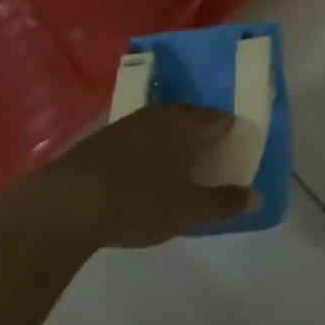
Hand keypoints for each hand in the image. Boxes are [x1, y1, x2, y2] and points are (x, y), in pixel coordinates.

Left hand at [15, 104, 252, 251]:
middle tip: (211, 154)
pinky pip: (136, 138)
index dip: (230, 130)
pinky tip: (143, 170)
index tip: (238, 145)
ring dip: (171, 140)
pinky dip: (146, 150)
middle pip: (188, 117)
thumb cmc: (139, 201)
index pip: (218, 118)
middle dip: (200, 133)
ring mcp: (126, 123)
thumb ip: (224, 203)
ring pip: (159, 125)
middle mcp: (158, 114)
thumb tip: (258, 197)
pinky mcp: (99, 138)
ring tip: (179, 163)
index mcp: (185, 124)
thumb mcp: (188, 210)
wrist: (67, 203)